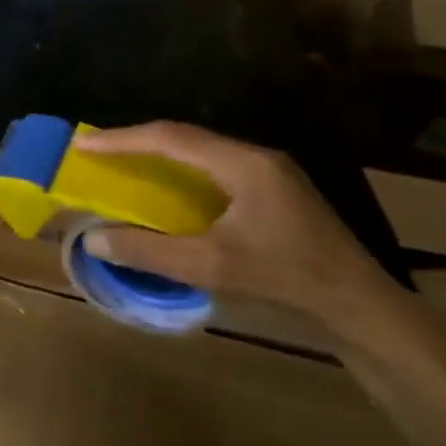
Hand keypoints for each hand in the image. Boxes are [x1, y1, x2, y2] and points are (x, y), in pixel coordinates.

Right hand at [74, 122, 409, 339]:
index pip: (170, 139)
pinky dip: (180, 174)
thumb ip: (149, 250)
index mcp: (242, 164)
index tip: (83, 145)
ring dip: (158, 156)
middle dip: (137, 143)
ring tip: (122, 165)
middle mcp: (255, 158)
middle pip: (185, 138)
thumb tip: (93, 238)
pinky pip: (213, 170)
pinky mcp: (273, 193)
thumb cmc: (286, 279)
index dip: (122, 140)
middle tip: (97, 152)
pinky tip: (167, 191)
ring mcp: (268, 174)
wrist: (361, 307)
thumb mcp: (211, 266)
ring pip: (200, 153)